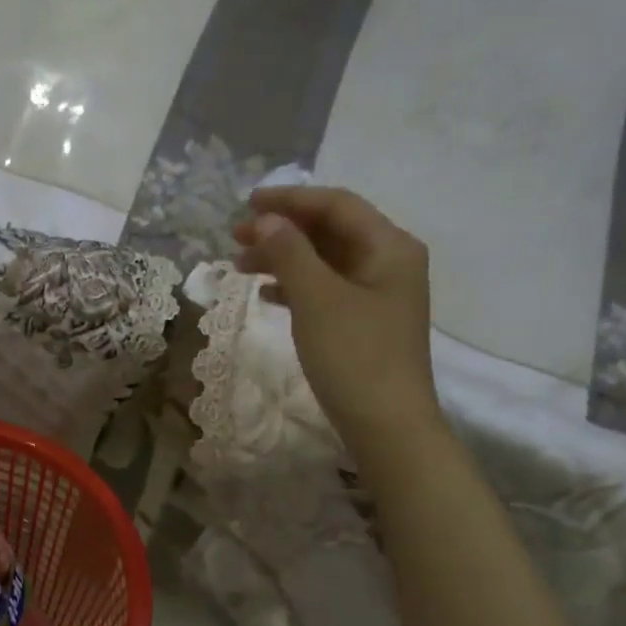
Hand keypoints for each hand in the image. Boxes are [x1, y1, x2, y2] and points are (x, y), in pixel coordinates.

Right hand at [232, 185, 440, 449]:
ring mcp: (378, 295)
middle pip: (331, 231)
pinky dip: (296, 286)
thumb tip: (264, 220)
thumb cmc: (354, 356)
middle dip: (282, 231)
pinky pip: (326, 290)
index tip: (246, 205)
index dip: (289, 200)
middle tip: (235, 239)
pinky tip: (268, 294)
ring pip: (325, 262)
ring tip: (242, 268)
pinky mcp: (365, 323)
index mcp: (389, 247)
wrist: (387, 425)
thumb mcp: (317, 299)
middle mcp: (389, 262)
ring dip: (284, 259)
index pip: (336, 205)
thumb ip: (290, 253)